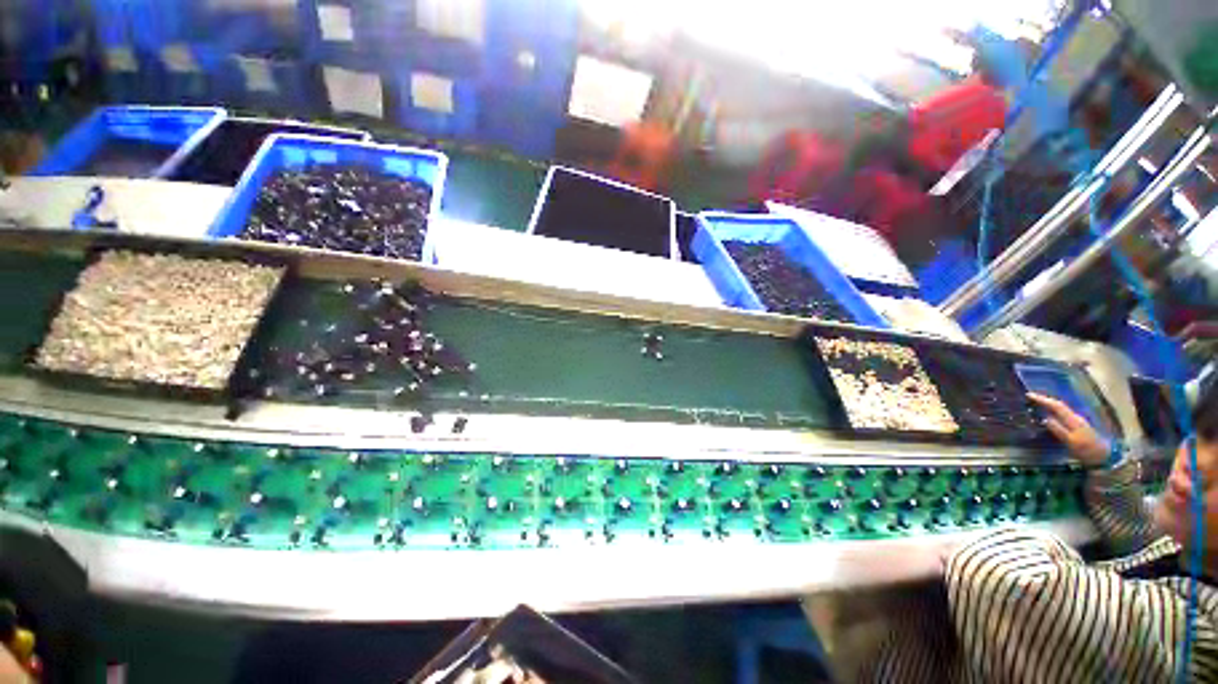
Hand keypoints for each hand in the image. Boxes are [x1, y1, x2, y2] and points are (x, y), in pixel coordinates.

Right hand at [1027, 392, 1108, 466]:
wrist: (1104, 457)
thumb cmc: (1086, 450)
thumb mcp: (1071, 442)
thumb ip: (1059, 430)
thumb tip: (1045, 418)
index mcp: (1072, 420)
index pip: (1056, 406)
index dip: (1042, 400)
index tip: (1029, 395)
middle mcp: (1075, 417)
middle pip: (1059, 405)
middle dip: (1045, 400)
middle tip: (1031, 397)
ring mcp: (1077, 422)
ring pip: (1061, 410)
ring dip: (1049, 405)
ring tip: (1037, 404)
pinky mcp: (1077, 426)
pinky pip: (1063, 415)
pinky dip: (1054, 411)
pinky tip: (1050, 414)